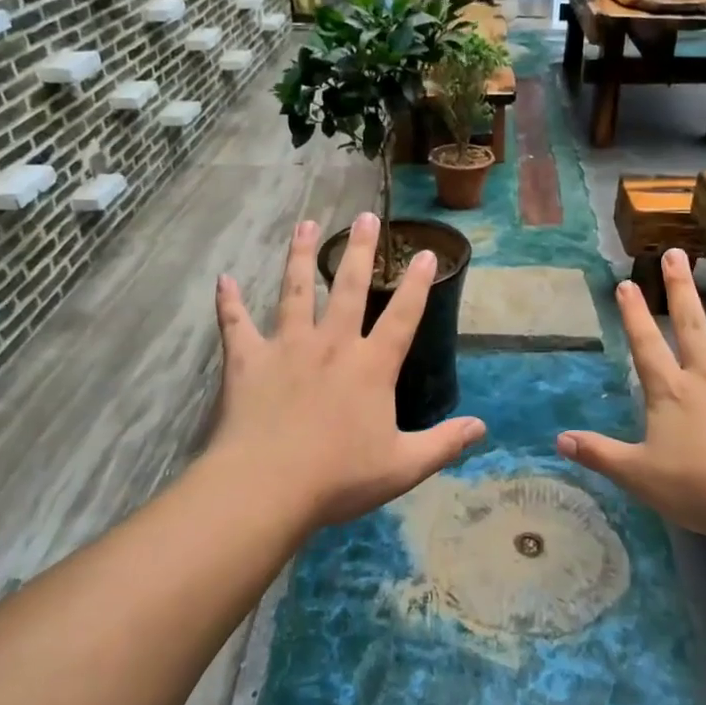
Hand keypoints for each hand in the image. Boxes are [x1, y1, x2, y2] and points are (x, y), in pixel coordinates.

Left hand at [206, 213, 485, 529]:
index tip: (426, 253)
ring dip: (300, 255)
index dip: (417, 284)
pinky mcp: (247, 360)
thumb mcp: (402, 466)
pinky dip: (229, 302)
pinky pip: (235, 324)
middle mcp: (331, 345)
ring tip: (306, 224)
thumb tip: (481, 428)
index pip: (402, 316)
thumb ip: (443, 444)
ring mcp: (287, 347)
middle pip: (348, 288)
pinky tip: (224, 280)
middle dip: (359, 251)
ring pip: (294, 290)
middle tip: (364, 217)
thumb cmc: (338, 478)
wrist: (267, 487)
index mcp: (371, 366)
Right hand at [558, 248, 705, 540]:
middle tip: (676, 254)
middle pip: (692, 325)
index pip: (646, 345)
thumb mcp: (638, 475)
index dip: (634, 314)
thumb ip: (600, 454)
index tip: (627, 283)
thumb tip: (558, 440)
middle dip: (681, 288)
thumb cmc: (698, 489)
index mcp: (672, 392)